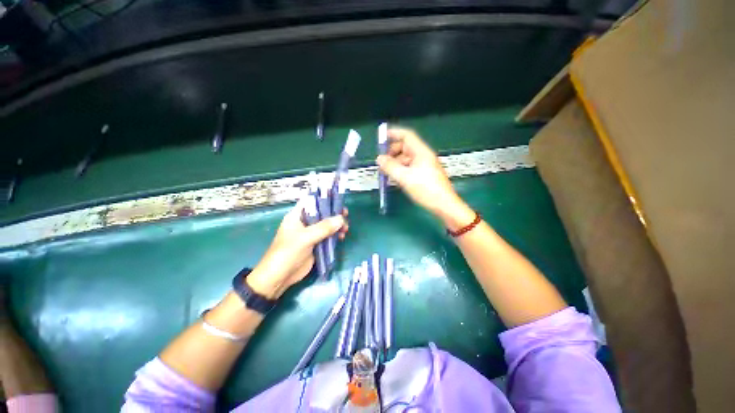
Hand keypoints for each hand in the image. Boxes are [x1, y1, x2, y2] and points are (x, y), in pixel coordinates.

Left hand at [247, 198, 348, 298]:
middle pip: (322, 213)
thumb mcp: (305, 238)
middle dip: (334, 213)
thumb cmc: (287, 253)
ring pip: (327, 225)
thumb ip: (324, 228)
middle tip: (346, 214)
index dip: (324, 198)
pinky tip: (342, 237)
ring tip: (346, 229)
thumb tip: (342, 219)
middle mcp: (305, 222)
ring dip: (337, 225)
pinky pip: (328, 236)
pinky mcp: (315, 244)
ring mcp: (311, 234)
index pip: (311, 201)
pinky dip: (336, 235)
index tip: (337, 200)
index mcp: (297, 216)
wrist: (279, 277)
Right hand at [376, 128, 473, 230]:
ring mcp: (425, 166)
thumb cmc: (426, 189)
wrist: (444, 205)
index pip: (406, 136)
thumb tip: (379, 158)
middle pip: (405, 148)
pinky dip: (401, 170)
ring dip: (395, 163)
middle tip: (382, 162)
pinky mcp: (425, 175)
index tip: (381, 137)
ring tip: (386, 173)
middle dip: (392, 152)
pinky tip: (395, 179)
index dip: (394, 133)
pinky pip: (410, 168)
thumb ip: (390, 167)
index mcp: (421, 152)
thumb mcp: (405, 178)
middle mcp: (423, 156)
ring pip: (406, 159)